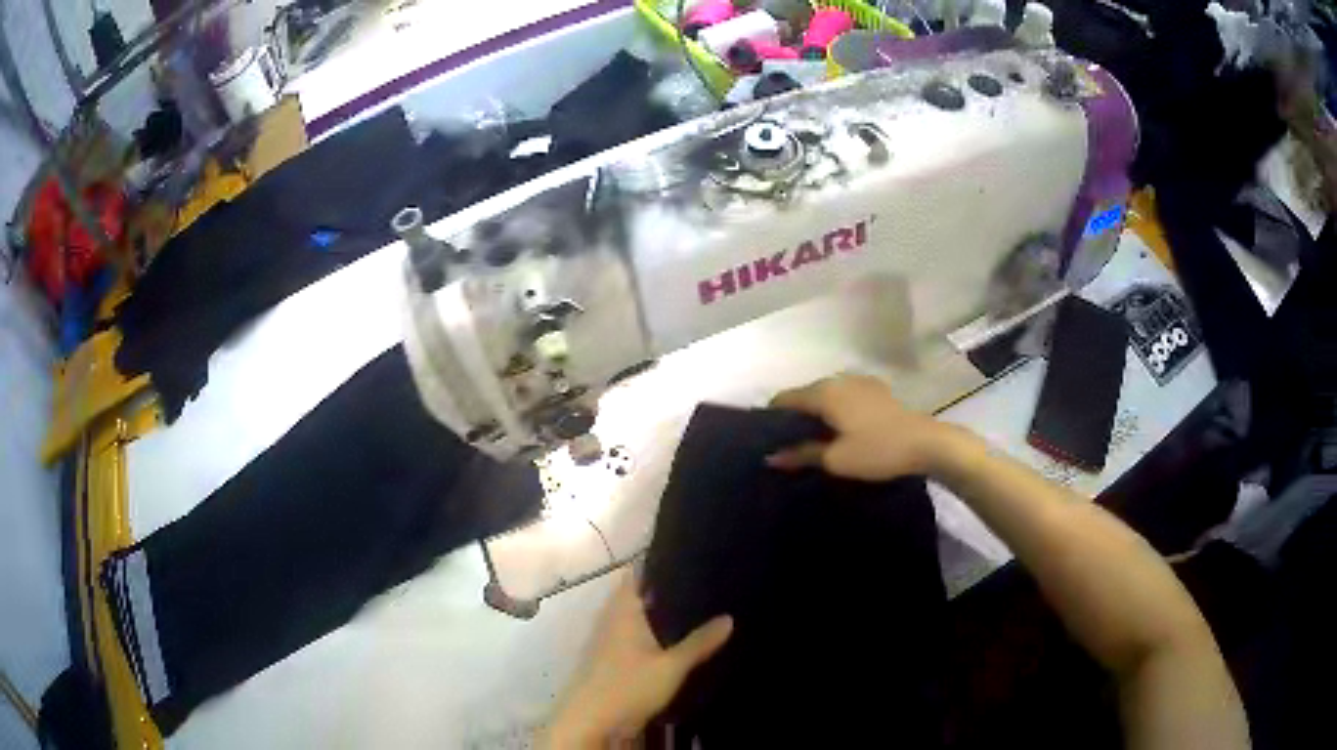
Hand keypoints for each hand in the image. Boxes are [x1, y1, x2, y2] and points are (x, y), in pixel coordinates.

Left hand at [545, 573, 732, 747]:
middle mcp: (612, 619)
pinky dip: (650, 631)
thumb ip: (699, 642)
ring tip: (692, 603)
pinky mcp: (610, 660)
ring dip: (655, 610)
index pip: (636, 573)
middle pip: (635, 593)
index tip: (683, 549)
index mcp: (624, 610)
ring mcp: (607, 640)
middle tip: (698, 576)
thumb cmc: (628, 685)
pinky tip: (671, 638)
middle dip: (661, 585)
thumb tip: (729, 617)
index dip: (655, 559)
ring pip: (634, 615)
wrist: (591, 721)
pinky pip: (632, 635)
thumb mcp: (672, 666)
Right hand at [767, 374, 959, 480]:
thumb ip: (801, 454)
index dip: (771, 418)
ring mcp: (860, 382)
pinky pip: (844, 397)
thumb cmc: (877, 451)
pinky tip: (840, 430)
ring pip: (827, 395)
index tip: (767, 440)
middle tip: (788, 445)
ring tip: (813, 440)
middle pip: (805, 395)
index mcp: (824, 392)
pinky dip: (836, 411)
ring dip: (816, 413)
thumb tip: (771, 456)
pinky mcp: (877, 391)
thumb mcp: (836, 459)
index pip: (785, 399)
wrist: (926, 444)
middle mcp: (839, 379)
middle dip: (794, 416)